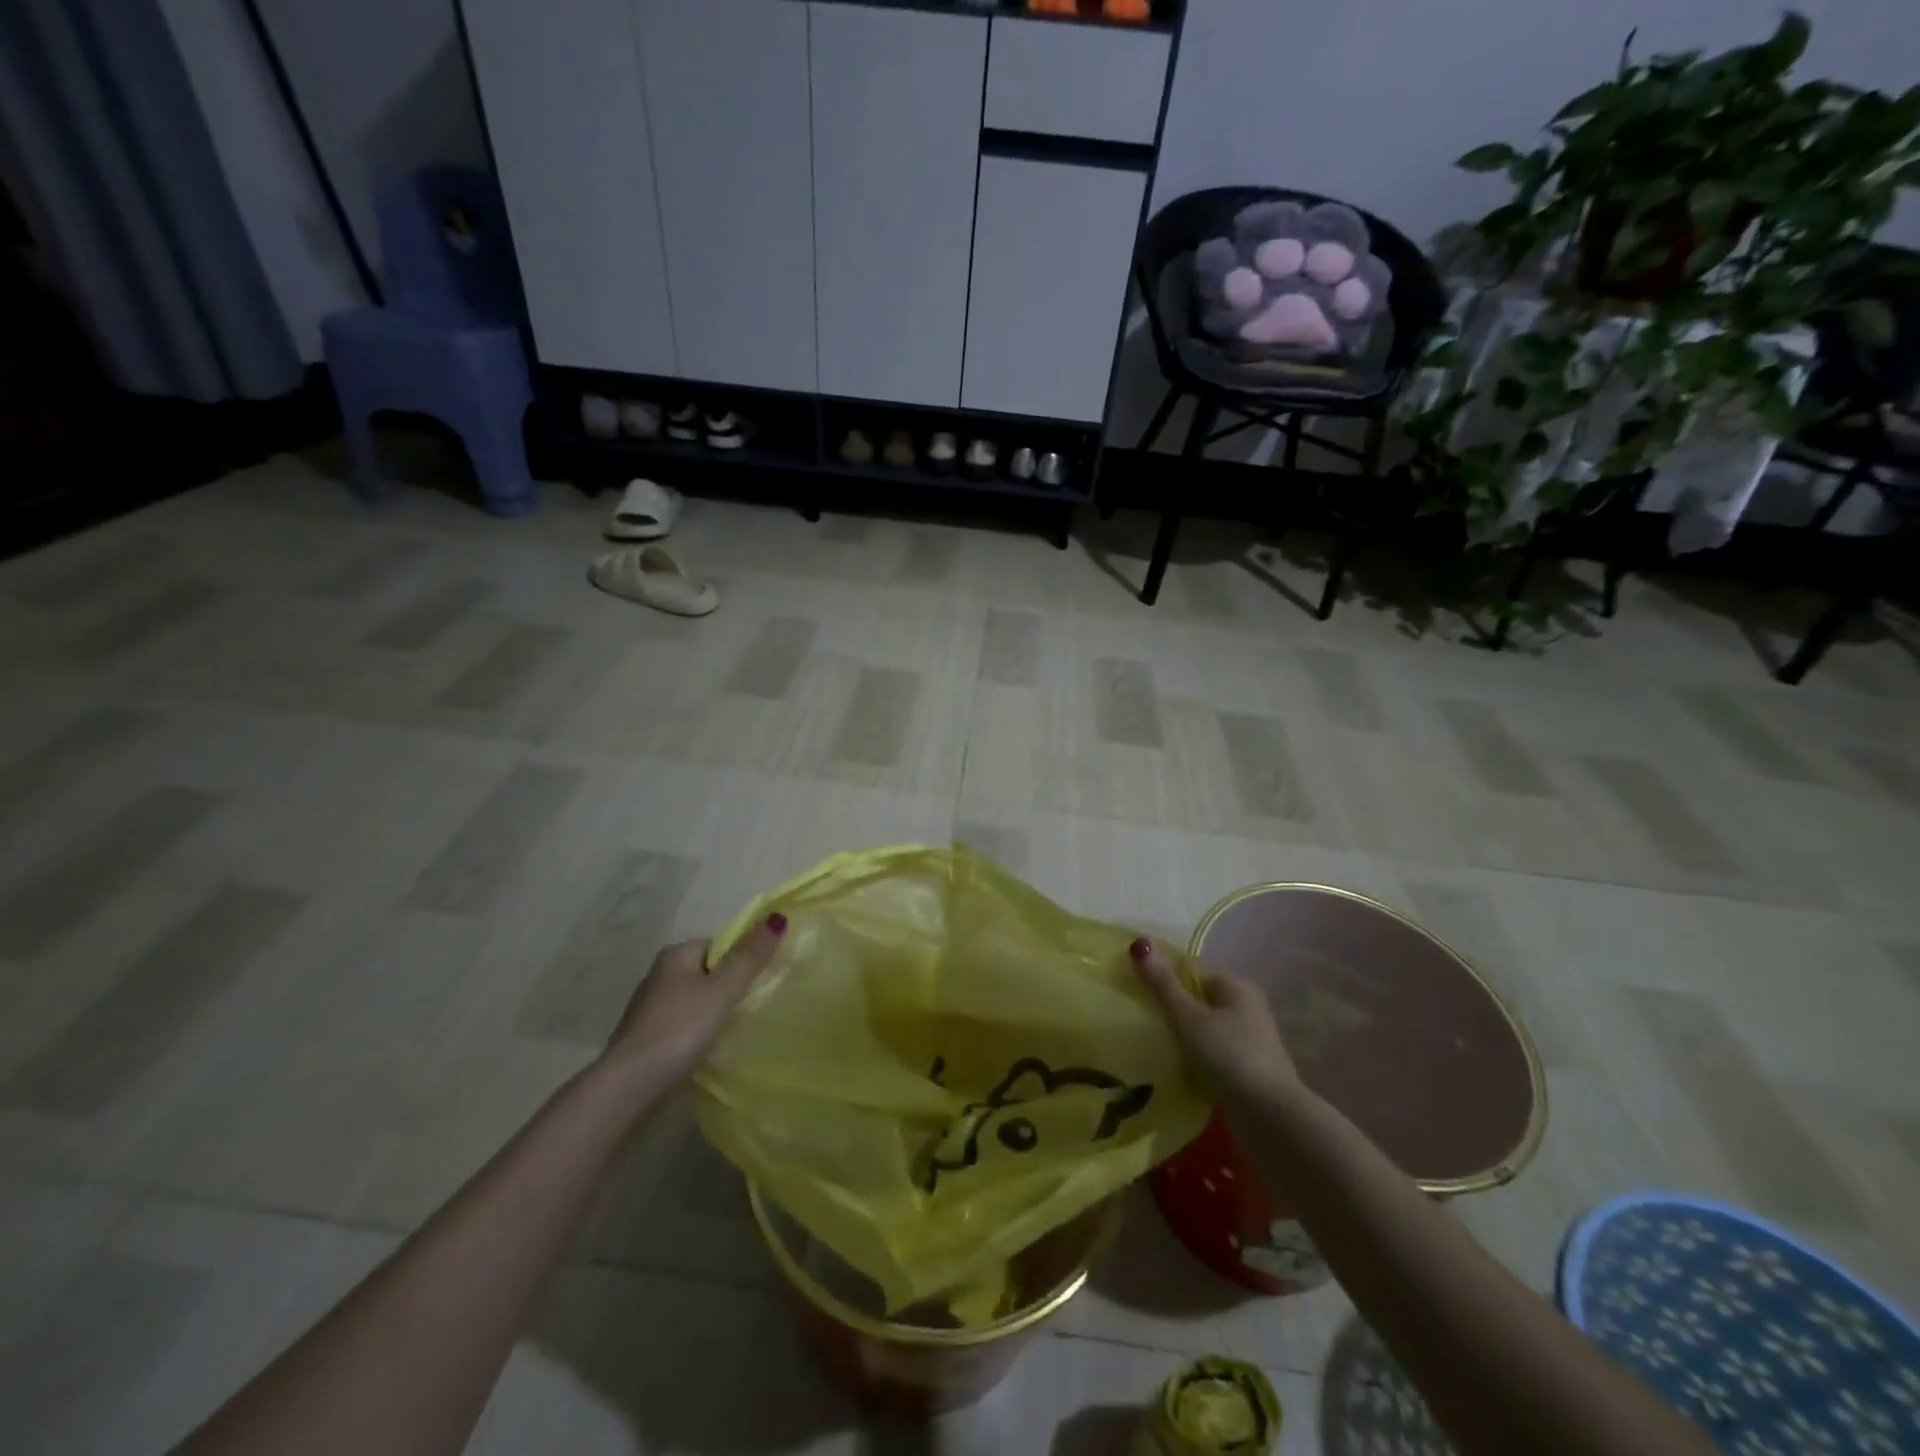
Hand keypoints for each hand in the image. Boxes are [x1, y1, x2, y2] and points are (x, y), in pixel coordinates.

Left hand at [604, 914, 786, 1084]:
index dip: (743, 961)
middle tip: (754, 1008)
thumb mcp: (723, 991)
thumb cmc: (679, 1030)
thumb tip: (778, 916)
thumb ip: (750, 956)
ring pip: (696, 1001)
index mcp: (675, 955)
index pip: (720, 946)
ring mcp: (650, 1008)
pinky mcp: (647, 1037)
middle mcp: (659, 974)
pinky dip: (699, 1032)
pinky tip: (710, 1048)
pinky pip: (684, 1025)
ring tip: (737, 1031)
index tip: (760, 984)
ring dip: (715, 1013)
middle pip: (709, 973)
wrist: (629, 1087)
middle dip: (730, 988)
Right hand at [1128, 936, 1302, 1104]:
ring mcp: (1250, 1040)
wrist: (1270, 1118)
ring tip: (1153, 1043)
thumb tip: (1138, 943)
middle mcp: (1248, 1007)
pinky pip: (1213, 1052)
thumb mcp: (1189, 1018)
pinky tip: (1176, 1067)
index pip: (1192, 970)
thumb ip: (1163, 984)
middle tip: (1141, 1018)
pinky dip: (1196, 1056)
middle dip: (1172, 1007)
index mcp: (1237, 986)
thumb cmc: (1228, 1056)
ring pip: (1206, 1027)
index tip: (1136, 991)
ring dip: (1184, 1035)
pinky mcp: (1248, 1069)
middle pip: (1200, 998)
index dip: (1164, 976)